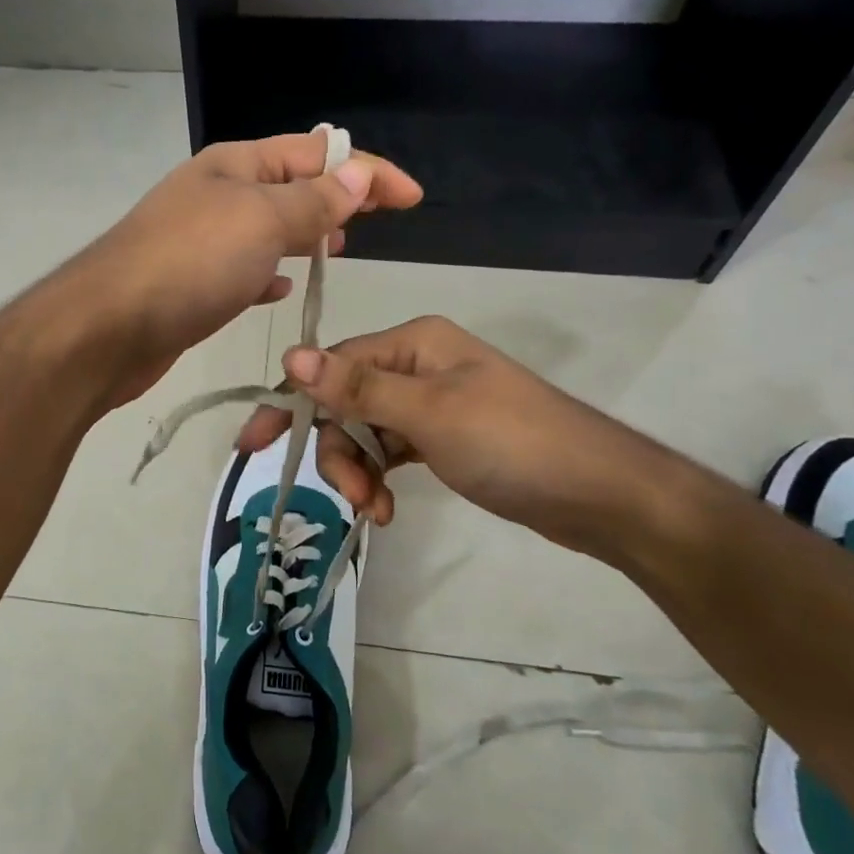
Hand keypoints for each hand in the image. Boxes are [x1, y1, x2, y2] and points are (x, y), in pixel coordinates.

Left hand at [68, 132, 421, 404]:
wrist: (107, 329)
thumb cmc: (190, 264)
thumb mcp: (262, 221)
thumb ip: (313, 201)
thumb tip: (358, 175)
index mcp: (236, 164)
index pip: (316, 153)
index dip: (368, 170)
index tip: (412, 199)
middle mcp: (217, 194)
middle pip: (290, 186)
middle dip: (335, 198)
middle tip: (373, 224)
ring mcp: (200, 240)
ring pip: (266, 229)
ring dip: (303, 234)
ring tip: (338, 250)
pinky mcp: (191, 284)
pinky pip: (242, 269)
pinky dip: (268, 274)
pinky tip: (280, 290)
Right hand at [236, 316, 682, 563]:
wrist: (600, 494)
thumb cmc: (513, 444)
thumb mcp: (429, 414)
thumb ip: (357, 387)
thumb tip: (291, 354)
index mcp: (413, 342)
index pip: (331, 366)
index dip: (291, 404)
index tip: (252, 446)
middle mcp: (417, 364)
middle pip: (345, 402)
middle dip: (339, 451)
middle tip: (353, 496)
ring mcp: (431, 402)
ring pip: (365, 431)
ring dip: (360, 472)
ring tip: (374, 511)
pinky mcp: (443, 438)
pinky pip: (391, 451)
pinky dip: (381, 478)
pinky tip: (385, 509)